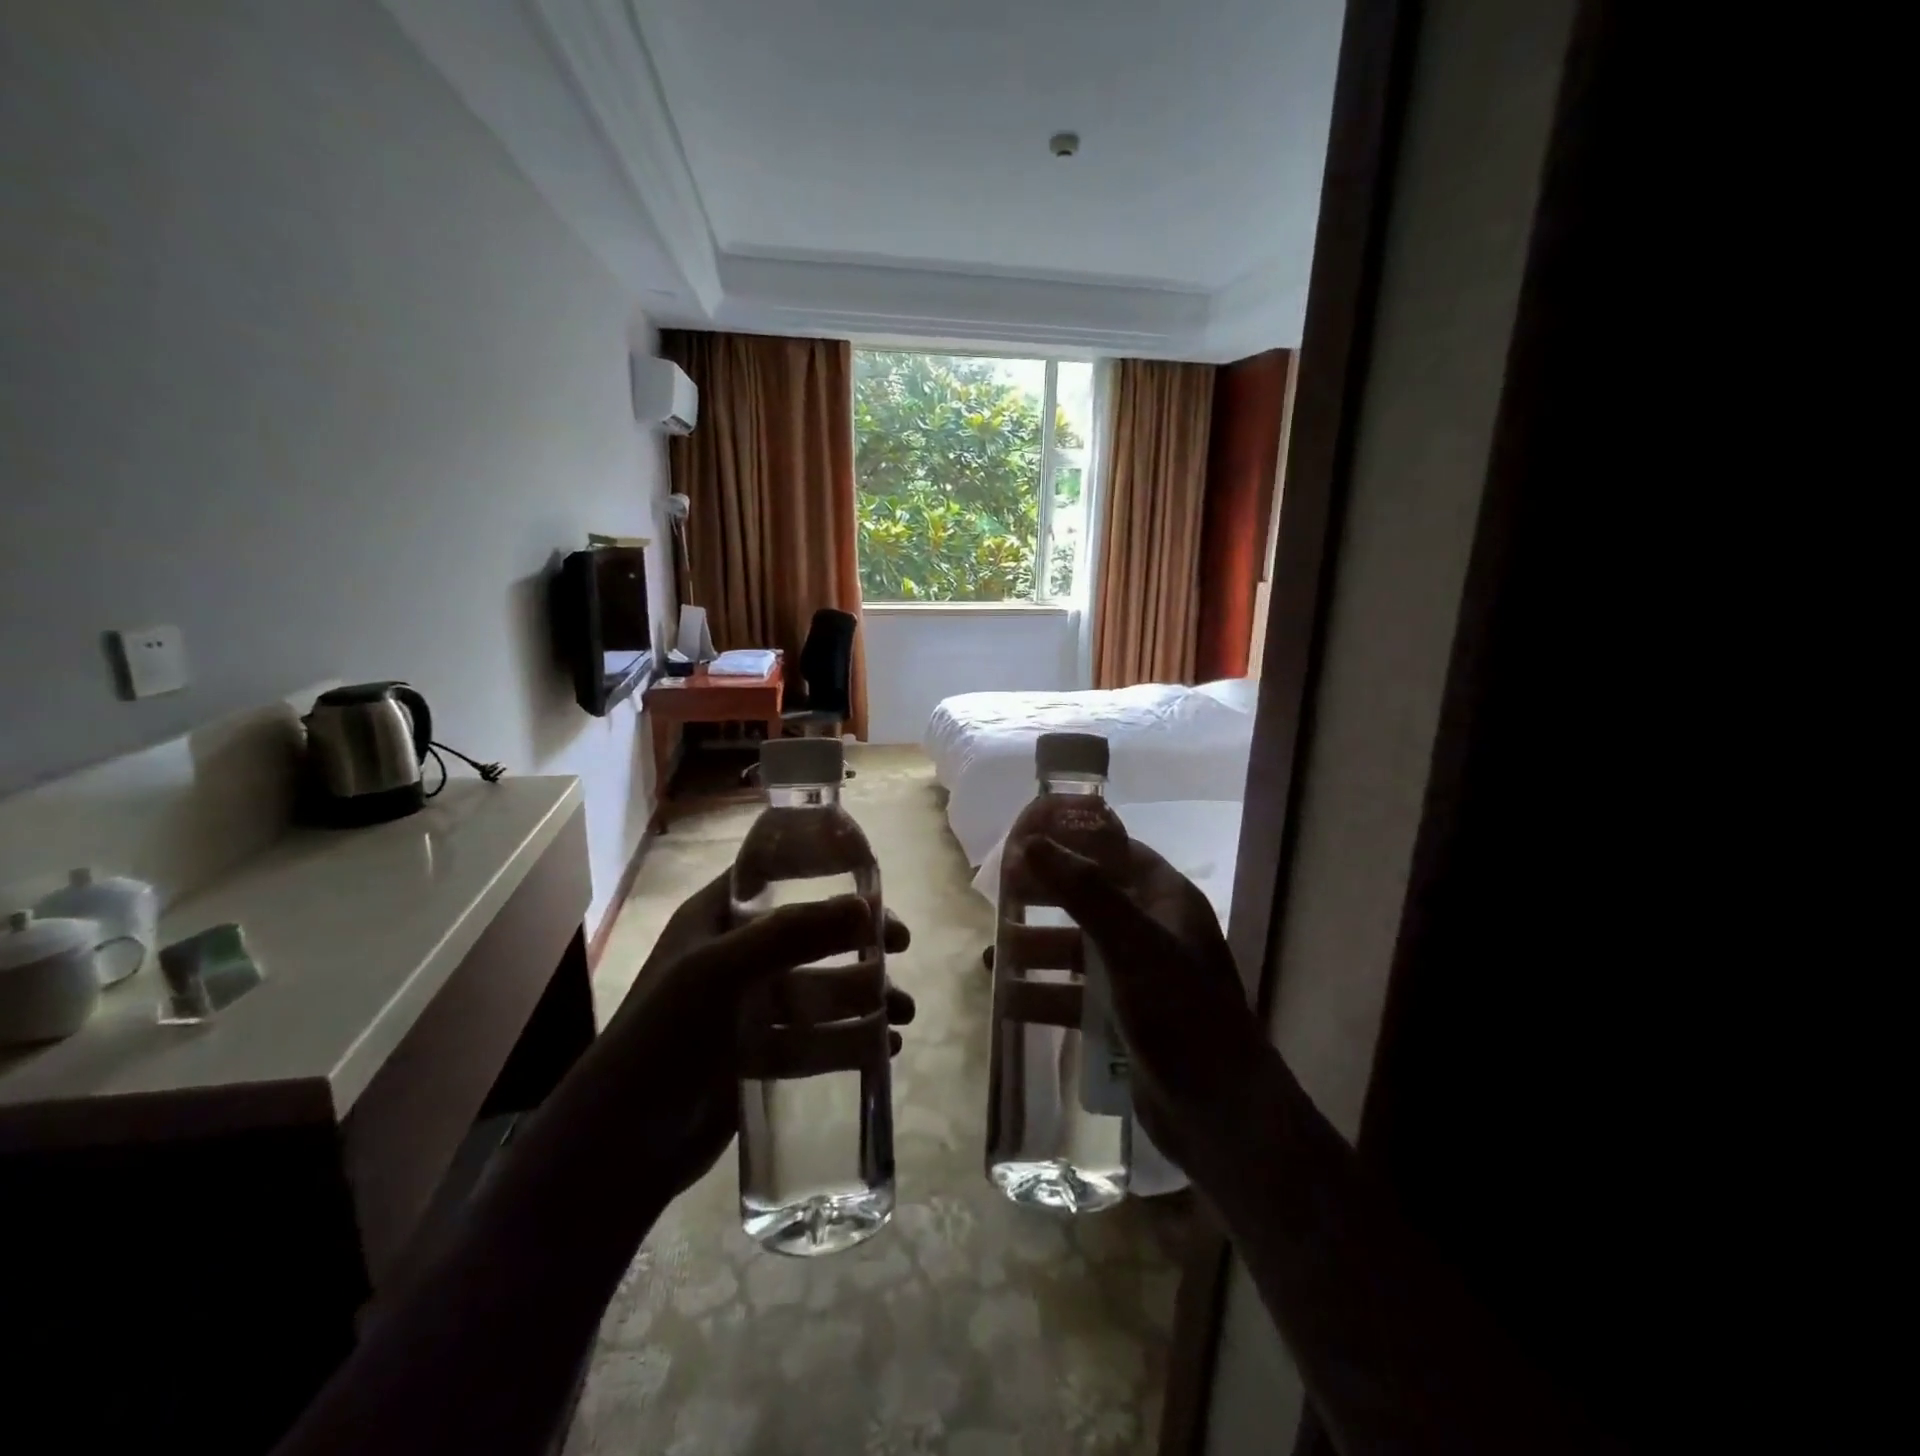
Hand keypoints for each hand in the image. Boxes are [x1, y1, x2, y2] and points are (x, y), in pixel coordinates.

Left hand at [604, 871, 913, 1199]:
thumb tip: (867, 907)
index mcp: (715, 920)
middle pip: (809, 936)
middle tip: (901, 946)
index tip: (873, 889)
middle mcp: (734, 958)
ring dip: (864, 996)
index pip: (776, 880)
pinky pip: (813, 1039)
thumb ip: (791, 935)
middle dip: (858, 941)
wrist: (619, 1146)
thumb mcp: (719, 972)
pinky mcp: (758, 1056)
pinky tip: (886, 1048)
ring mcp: (747, 1009)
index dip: (825, 877)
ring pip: (818, 991)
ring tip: (906, 1012)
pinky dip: (849, 1040)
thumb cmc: (663, 1037)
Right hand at [1023, 836, 1268, 1180]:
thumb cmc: (1181, 1013)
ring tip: (992, 953)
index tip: (1024, 839)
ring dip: (1037, 949)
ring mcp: (1137, 976)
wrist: (1221, 1114)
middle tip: (998, 894)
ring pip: (1077, 949)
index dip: (1073, 841)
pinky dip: (1043, 992)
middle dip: (1045, 897)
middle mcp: (1152, 931)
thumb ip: (1083, 891)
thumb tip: (1031, 843)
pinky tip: (1007, 999)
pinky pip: (1075, 994)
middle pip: (1089, 899)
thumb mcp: (1131, 944)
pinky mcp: (1123, 1017)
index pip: (1116, 852)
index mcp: (1166, 901)